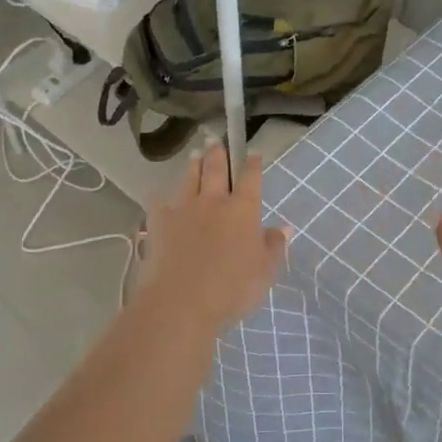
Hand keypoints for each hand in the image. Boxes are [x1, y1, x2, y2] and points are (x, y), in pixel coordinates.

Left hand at [136, 141, 287, 336]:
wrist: (180, 301)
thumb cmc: (231, 288)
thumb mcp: (264, 271)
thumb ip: (273, 246)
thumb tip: (283, 227)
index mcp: (243, 209)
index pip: (250, 177)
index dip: (252, 163)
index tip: (253, 152)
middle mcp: (213, 200)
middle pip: (216, 169)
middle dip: (218, 152)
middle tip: (216, 140)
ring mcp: (183, 208)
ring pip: (189, 178)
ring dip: (193, 164)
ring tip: (195, 154)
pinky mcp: (158, 221)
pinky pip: (160, 201)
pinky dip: (163, 197)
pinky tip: (162, 197)